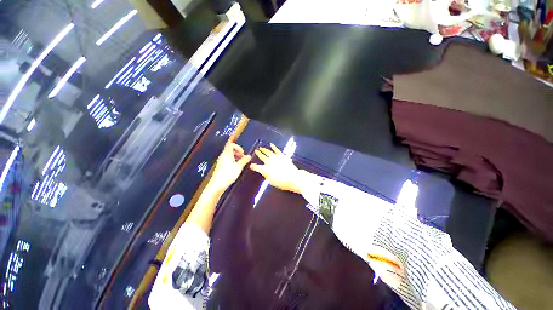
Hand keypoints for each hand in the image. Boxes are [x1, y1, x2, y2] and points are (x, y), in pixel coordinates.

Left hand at [207, 143, 250, 192]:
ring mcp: (221, 160)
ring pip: (229, 154)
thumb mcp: (239, 167)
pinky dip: (233, 160)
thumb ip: (245, 160)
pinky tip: (236, 166)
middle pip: (230, 149)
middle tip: (243, 157)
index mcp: (227, 154)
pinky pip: (227, 159)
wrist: (217, 184)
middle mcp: (223, 156)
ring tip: (241, 162)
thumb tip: (249, 156)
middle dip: (238, 152)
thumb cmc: (228, 175)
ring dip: (236, 156)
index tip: (242, 153)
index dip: (238, 147)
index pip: (231, 144)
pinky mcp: (221, 165)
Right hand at [250, 143, 300, 192]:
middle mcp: (269, 162)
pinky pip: (277, 150)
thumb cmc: (281, 182)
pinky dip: (274, 147)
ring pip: (268, 152)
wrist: (293, 178)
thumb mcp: (271, 181)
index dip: (253, 166)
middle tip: (256, 151)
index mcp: (265, 169)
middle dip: (258, 154)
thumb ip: (266, 175)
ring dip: (264, 149)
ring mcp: (276, 157)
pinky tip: (271, 144)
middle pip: (262, 156)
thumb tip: (265, 172)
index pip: (257, 167)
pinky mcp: (282, 156)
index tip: (251, 165)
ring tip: (261, 147)